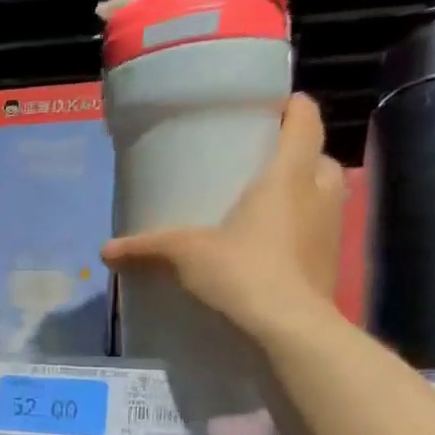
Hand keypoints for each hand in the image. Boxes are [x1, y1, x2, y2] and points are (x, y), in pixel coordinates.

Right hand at [101, 93, 345, 341]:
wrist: (288, 329)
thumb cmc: (242, 272)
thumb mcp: (184, 255)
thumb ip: (146, 247)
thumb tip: (104, 250)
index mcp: (288, 176)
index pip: (305, 122)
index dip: (293, 107)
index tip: (276, 105)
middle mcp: (318, 194)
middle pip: (319, 158)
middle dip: (297, 155)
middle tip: (263, 164)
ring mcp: (330, 230)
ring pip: (323, 195)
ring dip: (302, 193)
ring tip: (265, 204)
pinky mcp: (328, 263)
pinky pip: (317, 231)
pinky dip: (299, 230)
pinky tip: (270, 247)